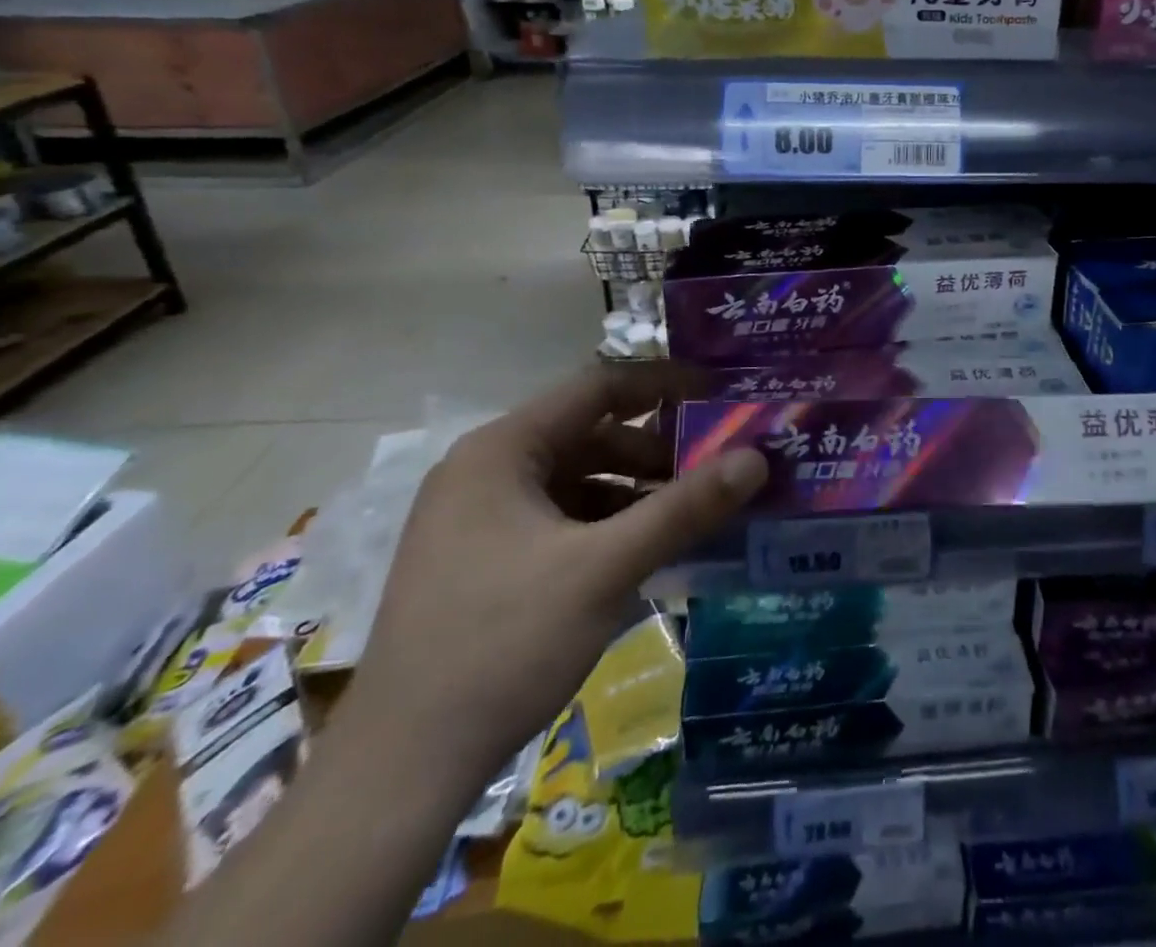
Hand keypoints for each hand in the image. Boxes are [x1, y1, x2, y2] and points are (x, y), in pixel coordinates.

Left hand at [335, 364, 766, 801]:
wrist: (399, 773)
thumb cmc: (503, 645)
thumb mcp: (605, 569)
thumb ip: (685, 508)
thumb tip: (756, 458)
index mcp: (501, 451)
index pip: (597, 386)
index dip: (664, 383)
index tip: (720, 393)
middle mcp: (483, 470)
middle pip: (588, 433)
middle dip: (654, 449)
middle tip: (714, 468)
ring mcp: (476, 518)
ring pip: (575, 479)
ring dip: (634, 490)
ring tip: (688, 514)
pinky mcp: (479, 561)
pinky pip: (559, 518)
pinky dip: (606, 524)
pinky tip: (643, 552)